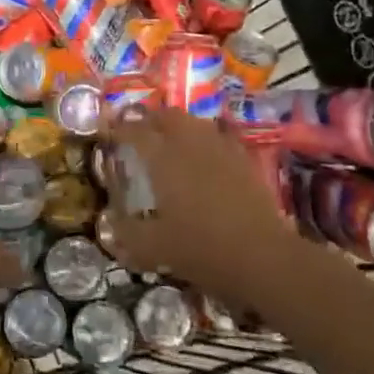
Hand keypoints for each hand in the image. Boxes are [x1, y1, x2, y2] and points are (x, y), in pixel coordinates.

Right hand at [99, 108, 293, 307]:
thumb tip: (110, 222)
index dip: (119, 129)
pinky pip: (220, 137)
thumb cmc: (202, 249)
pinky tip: (205, 156)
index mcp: (163, 159)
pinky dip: (206, 140)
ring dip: (179, 126)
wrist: (263, 257)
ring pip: (195, 123)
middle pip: (167, 116)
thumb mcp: (153, 249)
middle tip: (139, 133)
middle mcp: (190, 144)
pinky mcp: (244, 161)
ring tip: (170, 142)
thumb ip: (127, 234)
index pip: (135, 132)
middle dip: (150, 120)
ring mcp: (221, 149)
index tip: (109, 134)